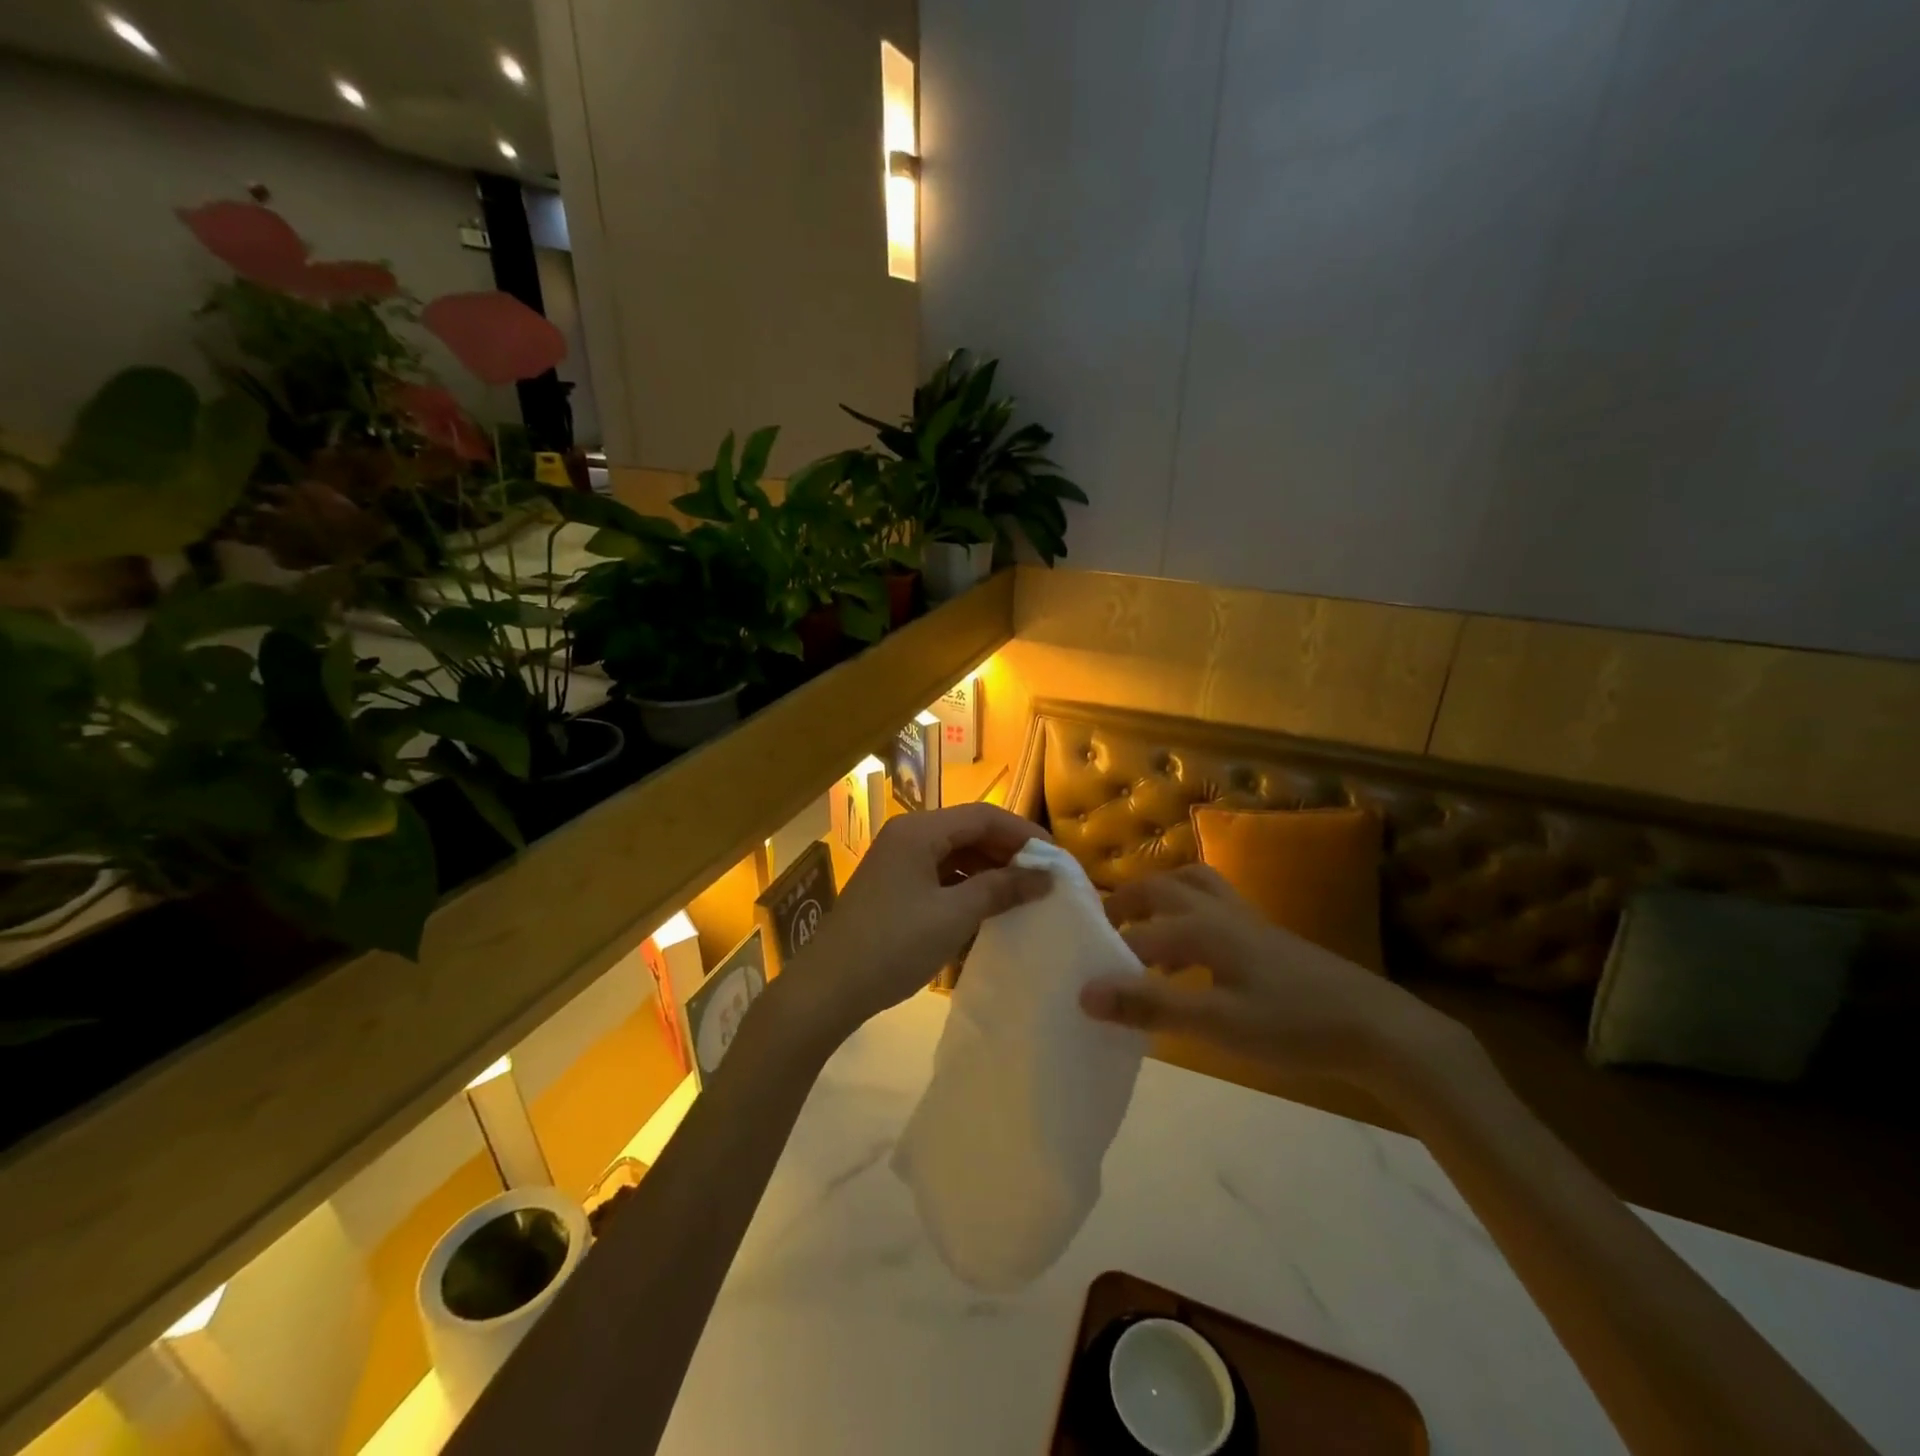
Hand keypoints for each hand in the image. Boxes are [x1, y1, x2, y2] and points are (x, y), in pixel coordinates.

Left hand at [781, 803, 1052, 1043]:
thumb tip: (1046, 876)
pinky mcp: (893, 887)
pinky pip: (939, 875)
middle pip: (968, 831)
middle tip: (1044, 879)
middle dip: (1008, 852)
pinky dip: (966, 886)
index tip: (1057, 858)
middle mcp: (907, 835)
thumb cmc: (894, 944)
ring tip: (1022, 894)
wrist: (828, 988)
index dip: (1023, 833)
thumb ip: (1002, 889)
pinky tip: (987, 908)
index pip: (983, 815)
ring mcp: (897, 861)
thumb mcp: (954, 915)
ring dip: (989, 870)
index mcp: (919, 830)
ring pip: (955, 853)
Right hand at [1078, 864, 1463, 1091]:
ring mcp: (1248, 921)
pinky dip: (1190, 916)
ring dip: (1161, 899)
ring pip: (1194, 887)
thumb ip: (1149, 1005)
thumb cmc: (1291, 1024)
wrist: (1377, 1028)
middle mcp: (1220, 911)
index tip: (1082, 977)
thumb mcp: (1216, 1022)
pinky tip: (1194, 955)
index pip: (1138, 933)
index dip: (1107, 954)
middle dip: (1127, 902)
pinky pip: (1216, 907)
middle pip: (1163, 886)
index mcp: (1202, 927)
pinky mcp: (1268, 937)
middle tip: (1104, 929)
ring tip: (1144, 933)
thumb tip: (1084, 993)